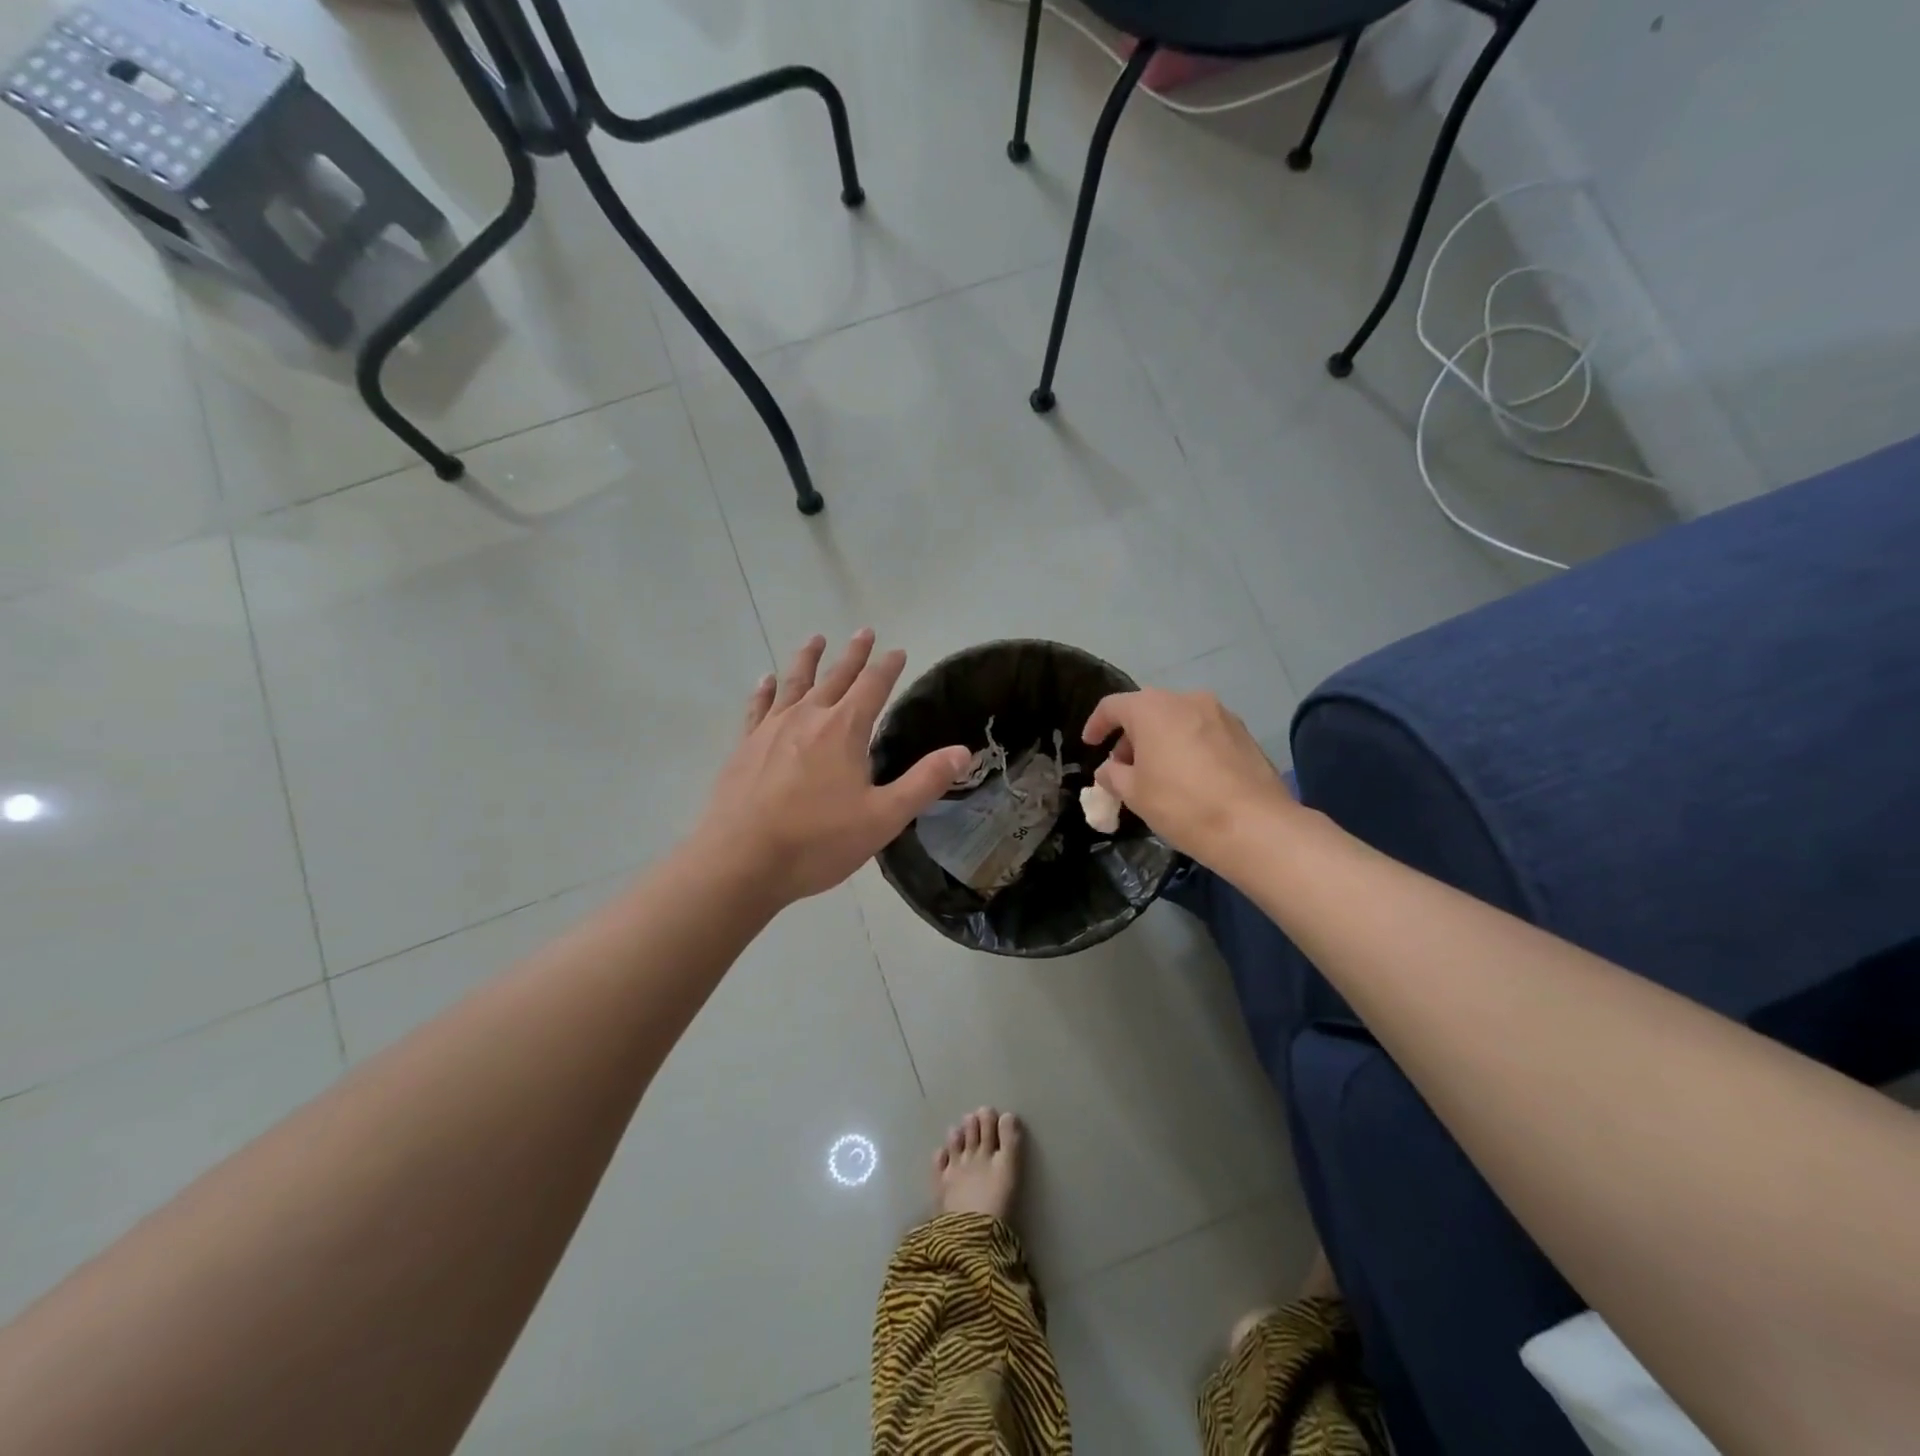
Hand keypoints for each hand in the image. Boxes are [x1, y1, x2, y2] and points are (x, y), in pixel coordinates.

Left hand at [694, 631, 970, 907]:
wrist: (742, 861)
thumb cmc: (818, 841)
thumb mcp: (884, 817)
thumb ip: (924, 782)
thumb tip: (963, 751)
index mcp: (844, 730)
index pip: (873, 686)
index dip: (888, 667)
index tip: (898, 650)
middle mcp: (808, 718)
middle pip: (836, 677)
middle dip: (853, 654)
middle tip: (864, 631)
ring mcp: (771, 730)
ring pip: (794, 683)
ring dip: (808, 659)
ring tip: (816, 639)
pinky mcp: (745, 747)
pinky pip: (758, 708)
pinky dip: (765, 690)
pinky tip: (766, 681)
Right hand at [1081, 688, 1294, 862]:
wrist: (1255, 826)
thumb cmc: (1182, 805)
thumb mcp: (1135, 794)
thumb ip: (1113, 775)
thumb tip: (1109, 769)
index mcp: (1152, 709)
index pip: (1113, 706)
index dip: (1096, 725)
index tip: (1089, 745)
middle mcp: (1186, 699)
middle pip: (1148, 710)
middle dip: (1131, 736)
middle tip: (1123, 767)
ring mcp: (1220, 714)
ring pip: (1178, 719)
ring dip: (1161, 740)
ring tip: (1157, 773)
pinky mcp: (1243, 733)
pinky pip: (1203, 732)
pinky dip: (1188, 746)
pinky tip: (1189, 777)